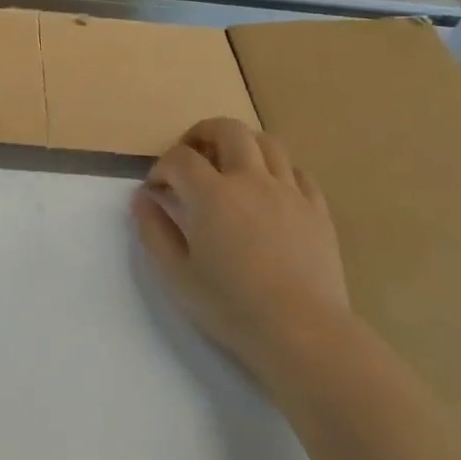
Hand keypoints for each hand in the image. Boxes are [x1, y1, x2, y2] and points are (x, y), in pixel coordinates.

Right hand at [133, 119, 350, 370]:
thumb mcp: (176, 274)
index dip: (161, 167)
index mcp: (212, 194)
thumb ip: (153, 230)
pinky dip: (276, 170)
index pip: (180, 158)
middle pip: (228, 130)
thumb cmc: (229, 305)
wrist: (300, 329)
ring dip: (242, 145)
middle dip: (202, 135)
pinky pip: (297, 171)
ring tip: (230, 167)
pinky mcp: (316, 208)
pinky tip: (268, 191)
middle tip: (191, 157)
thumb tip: (143, 199)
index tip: (156, 190)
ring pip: (267, 142)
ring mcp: (289, 191)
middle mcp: (251, 180)